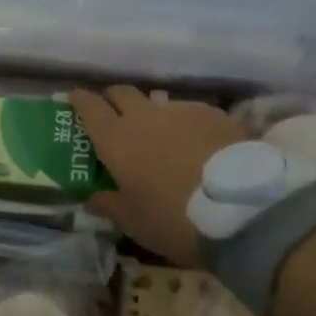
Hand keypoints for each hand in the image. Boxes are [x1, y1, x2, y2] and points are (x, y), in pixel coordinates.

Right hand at [71, 86, 245, 266]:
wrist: (240, 207)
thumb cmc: (173, 218)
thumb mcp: (134, 222)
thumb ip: (109, 205)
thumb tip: (91, 198)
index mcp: (115, 139)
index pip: (88, 106)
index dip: (79, 100)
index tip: (74, 99)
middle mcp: (143, 116)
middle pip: (121, 92)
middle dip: (113, 99)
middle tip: (114, 115)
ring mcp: (180, 110)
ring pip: (157, 101)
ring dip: (151, 113)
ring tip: (160, 134)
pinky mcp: (212, 113)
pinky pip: (189, 111)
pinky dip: (184, 122)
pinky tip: (195, 142)